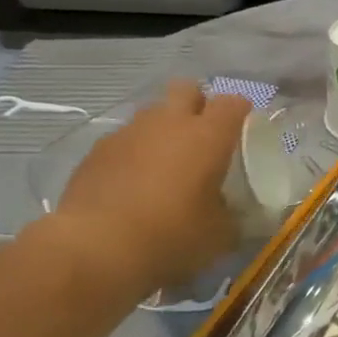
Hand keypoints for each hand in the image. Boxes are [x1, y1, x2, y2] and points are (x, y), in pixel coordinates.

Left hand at [46, 80, 251, 296]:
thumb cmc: (170, 236)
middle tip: (202, 136)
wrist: (94, 248)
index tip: (243, 131)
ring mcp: (129, 132)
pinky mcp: (97, 150)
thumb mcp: (219, 235)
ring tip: (166, 162)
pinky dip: (135, 151)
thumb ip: (231, 215)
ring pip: (153, 112)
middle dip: (197, 104)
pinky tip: (133, 182)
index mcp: (207, 136)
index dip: (240, 112)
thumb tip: (231, 212)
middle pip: (187, 89)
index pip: (232, 103)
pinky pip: (125, 138)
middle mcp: (169, 122)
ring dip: (164, 128)